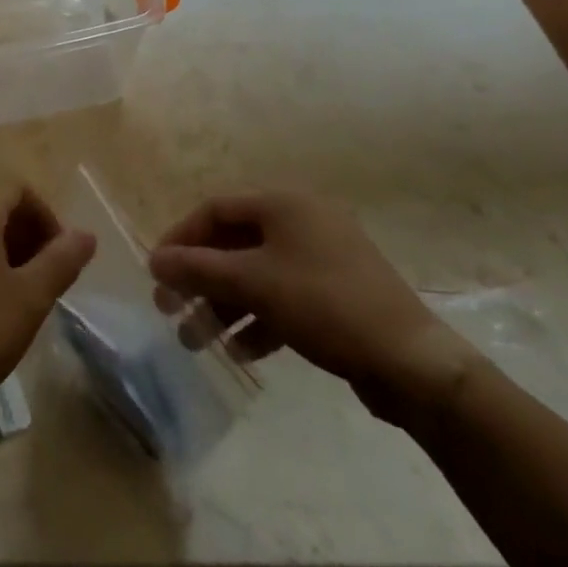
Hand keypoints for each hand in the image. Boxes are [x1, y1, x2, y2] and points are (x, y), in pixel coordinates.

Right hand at [148, 192, 481, 419]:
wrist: (414, 363)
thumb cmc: (324, 305)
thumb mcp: (253, 283)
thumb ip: (198, 269)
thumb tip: (154, 260)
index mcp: (283, 204)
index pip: (214, 210)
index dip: (181, 238)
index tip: (156, 272)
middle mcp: (302, 221)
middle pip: (234, 244)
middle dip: (200, 279)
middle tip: (171, 310)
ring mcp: (322, 258)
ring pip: (257, 275)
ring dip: (224, 305)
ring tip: (199, 341)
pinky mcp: (337, 294)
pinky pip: (283, 297)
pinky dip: (259, 319)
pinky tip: (243, 351)